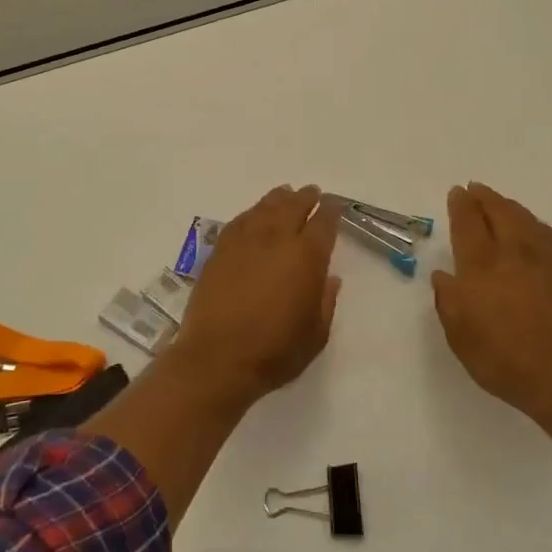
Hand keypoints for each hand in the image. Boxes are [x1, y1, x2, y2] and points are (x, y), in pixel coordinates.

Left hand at [174, 185, 341, 406]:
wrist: (217, 358)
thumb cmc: (274, 351)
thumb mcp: (316, 334)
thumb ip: (326, 301)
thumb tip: (330, 277)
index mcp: (306, 258)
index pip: (323, 223)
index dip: (331, 210)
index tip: (335, 204)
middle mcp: (275, 241)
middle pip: (292, 207)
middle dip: (305, 198)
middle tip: (311, 192)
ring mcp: (244, 243)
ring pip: (264, 209)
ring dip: (277, 199)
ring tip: (284, 194)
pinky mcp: (219, 252)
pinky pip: (238, 222)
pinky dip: (250, 213)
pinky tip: (253, 215)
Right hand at [431, 183, 551, 433]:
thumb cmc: (505, 361)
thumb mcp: (460, 336)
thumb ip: (449, 301)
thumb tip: (445, 276)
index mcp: (482, 267)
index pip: (468, 224)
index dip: (461, 206)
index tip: (457, 192)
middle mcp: (515, 254)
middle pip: (500, 213)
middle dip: (485, 198)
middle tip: (475, 189)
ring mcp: (548, 261)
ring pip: (527, 220)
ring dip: (510, 207)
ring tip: (501, 203)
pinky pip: (551, 236)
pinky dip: (538, 226)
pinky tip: (536, 229)